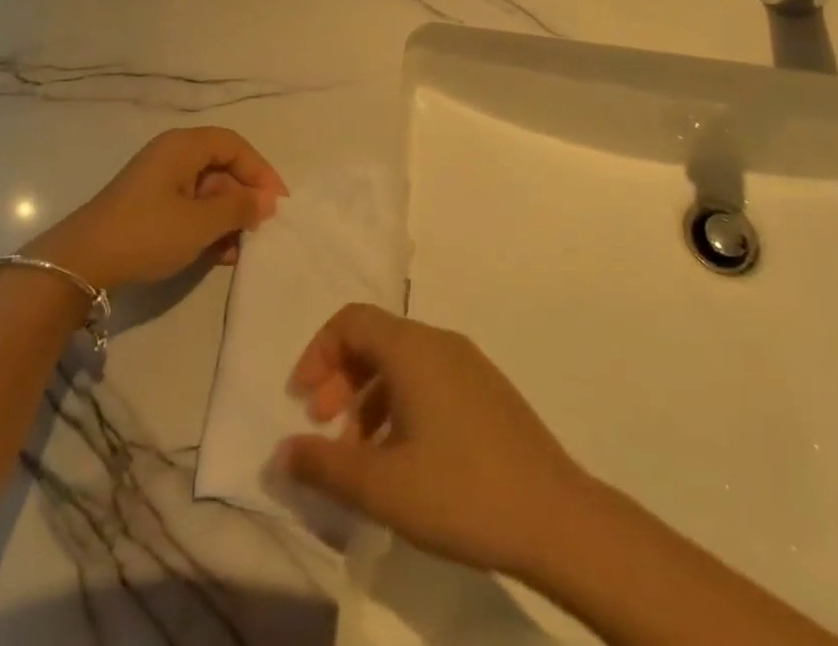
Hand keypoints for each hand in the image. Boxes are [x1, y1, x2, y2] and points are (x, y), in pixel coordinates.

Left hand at [28, 127, 286, 290]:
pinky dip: (207, 225)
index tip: (278, 203)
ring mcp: (159, 180)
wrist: (80, 263)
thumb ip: (239, 208)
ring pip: (208, 190)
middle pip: (222, 167)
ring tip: (240, 249)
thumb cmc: (146, 233)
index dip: (260, 171)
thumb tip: (267, 200)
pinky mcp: (149, 205)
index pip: (235, 146)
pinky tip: (219, 254)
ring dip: (227, 217)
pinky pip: (190, 206)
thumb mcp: (200, 223)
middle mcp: (172, 155)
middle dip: (244, 198)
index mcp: (183, 146)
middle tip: (261, 229)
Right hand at [277, 304, 589, 576]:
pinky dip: (401, 403)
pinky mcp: (488, 390)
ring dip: (370, 396)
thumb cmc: (461, 492)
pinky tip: (403, 457)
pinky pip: (430, 379)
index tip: (303, 399)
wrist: (556, 516)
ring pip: (403, 362)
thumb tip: (281, 452)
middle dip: (341, 376)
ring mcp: (468, 363)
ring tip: (360, 453)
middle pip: (375, 338)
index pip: (351, 320)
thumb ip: (325, 466)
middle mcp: (439, 341)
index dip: (319, 351)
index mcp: (412, 348)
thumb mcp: (382, 486)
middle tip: (323, 425)